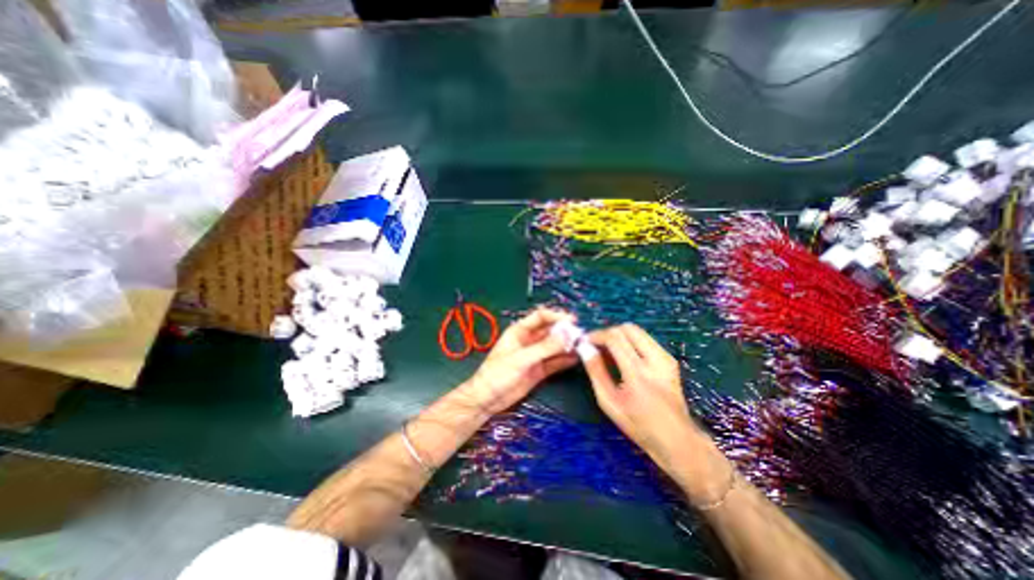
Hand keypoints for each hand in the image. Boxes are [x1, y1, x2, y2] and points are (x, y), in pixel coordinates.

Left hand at [460, 311, 579, 414]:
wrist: (487, 399)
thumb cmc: (498, 374)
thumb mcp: (521, 359)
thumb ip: (544, 347)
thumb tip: (567, 335)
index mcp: (520, 331)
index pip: (541, 316)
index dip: (556, 316)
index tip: (573, 320)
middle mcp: (529, 340)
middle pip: (550, 331)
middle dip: (565, 331)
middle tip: (581, 335)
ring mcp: (535, 355)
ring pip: (554, 346)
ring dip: (567, 345)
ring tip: (583, 346)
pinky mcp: (539, 370)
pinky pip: (555, 362)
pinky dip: (565, 360)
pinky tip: (576, 359)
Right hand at [581, 325, 719, 487]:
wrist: (678, 440)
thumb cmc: (638, 425)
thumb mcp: (609, 402)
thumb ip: (596, 372)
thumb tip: (585, 348)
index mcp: (637, 374)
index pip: (614, 338)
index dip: (597, 335)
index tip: (585, 342)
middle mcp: (655, 360)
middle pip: (627, 328)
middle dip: (608, 332)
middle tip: (597, 345)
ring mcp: (666, 358)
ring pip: (638, 331)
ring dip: (619, 335)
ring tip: (608, 351)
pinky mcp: (670, 359)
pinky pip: (646, 339)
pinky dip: (630, 341)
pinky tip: (624, 357)